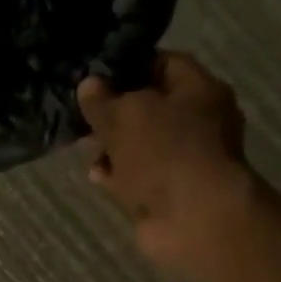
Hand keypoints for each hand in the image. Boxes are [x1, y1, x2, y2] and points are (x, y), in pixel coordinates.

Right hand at [77, 52, 256, 266]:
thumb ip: (102, 99)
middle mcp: (197, 120)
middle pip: (147, 105)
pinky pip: (135, 174)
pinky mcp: (167, 189)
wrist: (193, 219)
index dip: (127, 65)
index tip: (94, 75)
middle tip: (81, 115)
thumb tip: (89, 85)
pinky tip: (97, 175)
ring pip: (138, 143)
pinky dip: (116, 174)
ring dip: (110, 146)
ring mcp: (183, 158)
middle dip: (112, 111)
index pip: (162, 62)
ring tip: (84, 148)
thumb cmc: (164, 152)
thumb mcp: (124, 114)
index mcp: (198, 89)